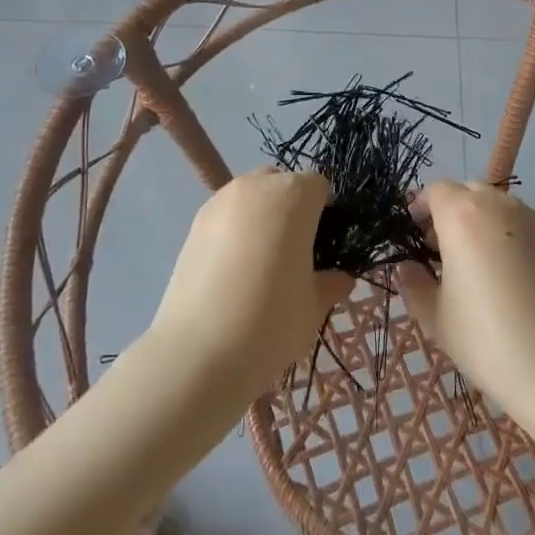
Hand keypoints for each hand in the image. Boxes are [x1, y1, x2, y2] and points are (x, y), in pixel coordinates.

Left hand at [150, 170, 353, 398]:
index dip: (325, 211)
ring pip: (251, 195)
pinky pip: (226, 215)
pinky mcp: (194, 223)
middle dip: (292, 207)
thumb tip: (340, 279)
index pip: (318, 186)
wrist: (197, 352)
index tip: (324, 244)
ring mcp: (220, 202)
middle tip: (295, 251)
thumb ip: (329, 284)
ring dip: (261, 215)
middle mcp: (256, 187)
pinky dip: (235, 230)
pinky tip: (233, 270)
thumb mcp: (313, 307)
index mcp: (294, 195)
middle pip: (282, 183)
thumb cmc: (270, 321)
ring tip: (261, 261)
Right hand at [396, 181, 534, 428]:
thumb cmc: (487, 339)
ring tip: (470, 264)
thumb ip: (414, 283)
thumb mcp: (436, 317)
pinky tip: (501, 274)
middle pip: (465, 192)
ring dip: (477, 221)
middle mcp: (497, 204)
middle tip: (438, 251)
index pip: (433, 191)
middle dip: (448, 212)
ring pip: (494, 205)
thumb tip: (407, 267)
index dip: (418, 209)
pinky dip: (502, 234)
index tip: (410, 235)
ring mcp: (530, 218)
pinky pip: (517, 223)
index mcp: (462, 214)